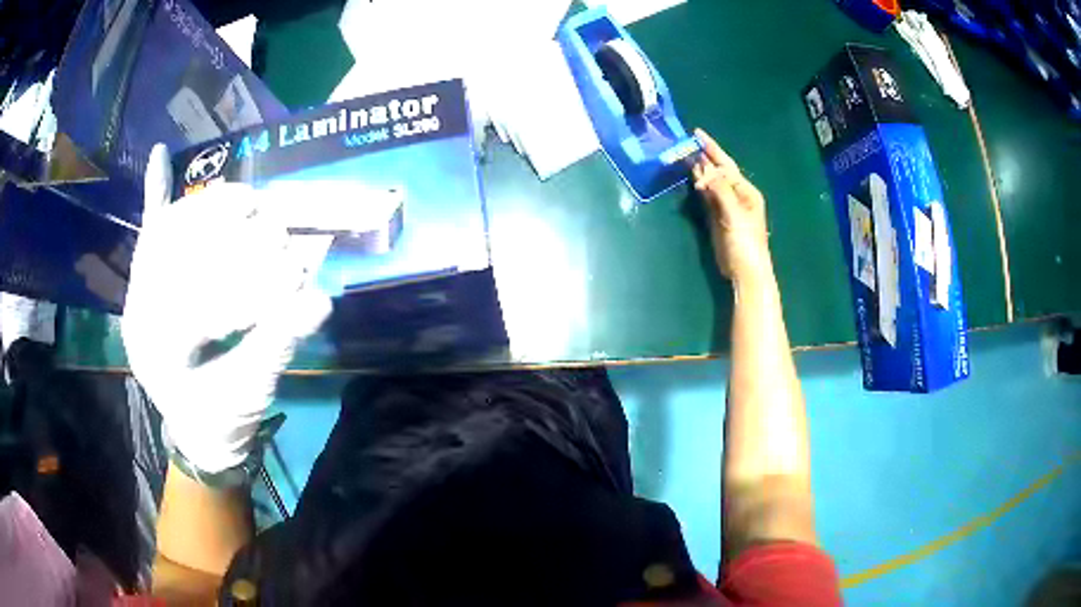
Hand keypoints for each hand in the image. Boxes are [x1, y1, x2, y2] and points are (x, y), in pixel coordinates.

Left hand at [122, 145, 331, 472]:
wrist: (194, 431)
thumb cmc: (220, 417)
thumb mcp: (249, 392)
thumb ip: (277, 346)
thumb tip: (319, 301)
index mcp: (159, 349)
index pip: (201, 299)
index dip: (252, 285)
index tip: (296, 272)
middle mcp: (140, 310)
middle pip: (181, 250)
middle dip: (235, 236)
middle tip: (277, 227)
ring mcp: (139, 292)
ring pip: (167, 230)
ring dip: (209, 208)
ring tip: (247, 198)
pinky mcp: (143, 283)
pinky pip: (148, 233)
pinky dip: (154, 193)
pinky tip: (159, 156)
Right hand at [691, 129, 771, 282]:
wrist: (745, 271)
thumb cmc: (746, 243)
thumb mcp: (734, 214)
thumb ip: (720, 190)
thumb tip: (703, 169)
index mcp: (746, 191)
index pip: (727, 165)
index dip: (712, 149)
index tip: (696, 133)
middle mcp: (737, 195)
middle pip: (719, 171)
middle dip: (704, 157)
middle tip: (685, 144)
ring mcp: (727, 206)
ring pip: (711, 182)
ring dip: (699, 171)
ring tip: (684, 156)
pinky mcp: (717, 218)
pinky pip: (707, 196)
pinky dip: (699, 186)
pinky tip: (691, 178)